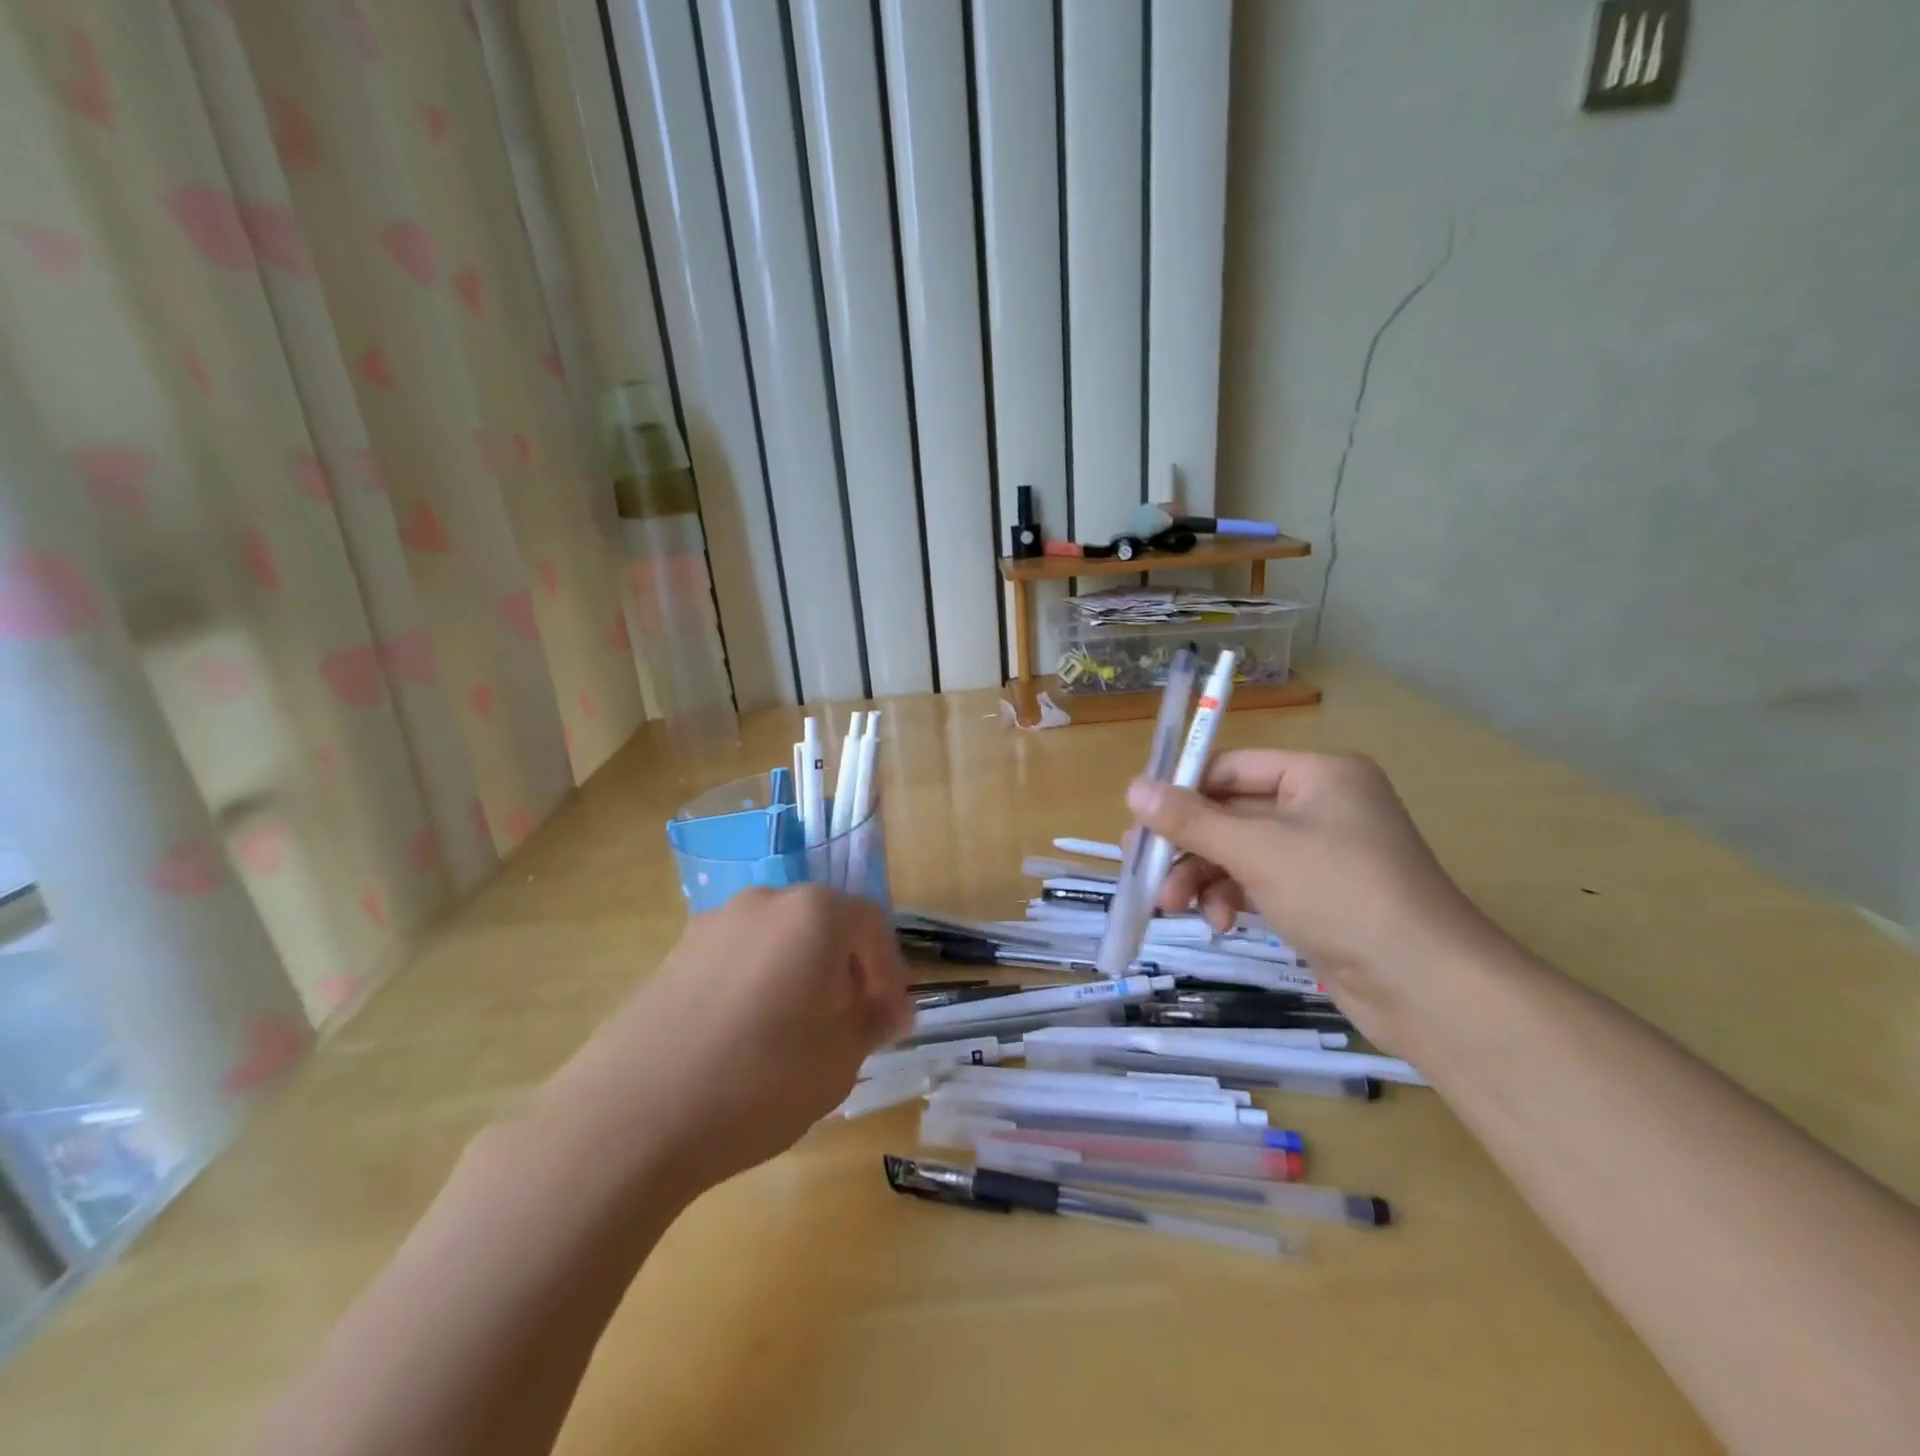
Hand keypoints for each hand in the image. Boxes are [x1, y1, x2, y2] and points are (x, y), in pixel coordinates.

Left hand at [536, 885, 911, 1194]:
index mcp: (813, 913)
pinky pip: (738, 958)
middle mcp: (764, 901)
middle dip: (846, 971)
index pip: (872, 925)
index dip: (890, 973)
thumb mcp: (839, 1059)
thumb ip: (872, 1023)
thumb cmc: (758, 1080)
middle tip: (852, 1024)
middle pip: (824, 925)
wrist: (630, 1116)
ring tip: (799, 1033)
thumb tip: (887, 1010)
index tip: (894, 1020)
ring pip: (779, 940)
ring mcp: (712, 924)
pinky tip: (749, 1037)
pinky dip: (759, 984)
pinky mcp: (674, 954)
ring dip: (801, 976)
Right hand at [1126, 750, 1496, 986]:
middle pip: (1230, 812)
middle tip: (1142, 866)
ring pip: (1238, 851)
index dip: (1182, 790)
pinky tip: (1217, 923)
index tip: (1138, 820)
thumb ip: (1191, 820)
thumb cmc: (1342, 895)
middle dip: (1187, 844)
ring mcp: (1321, 853)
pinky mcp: (1319, 896)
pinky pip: (1258, 882)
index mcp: (1318, 774)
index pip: (1231, 767)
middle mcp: (1321, 805)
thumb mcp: (1257, 851)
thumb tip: (1131, 788)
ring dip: (1202, 876)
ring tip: (1172, 906)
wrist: (1428, 988)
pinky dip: (1230, 897)